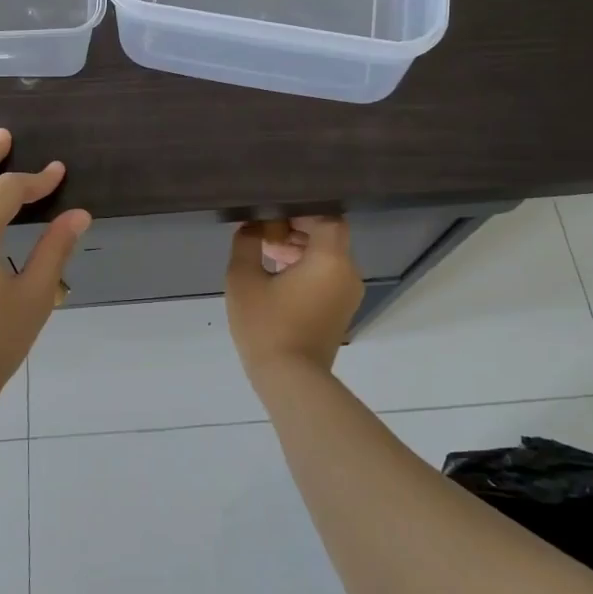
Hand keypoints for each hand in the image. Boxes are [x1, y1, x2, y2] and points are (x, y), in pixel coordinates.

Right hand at [225, 216, 363, 375]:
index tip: (272, 217)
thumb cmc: (267, 326)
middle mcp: (348, 272)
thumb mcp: (243, 279)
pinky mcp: (341, 311)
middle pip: (328, 236)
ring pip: (328, 257)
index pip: (327, 217)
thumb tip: (253, 228)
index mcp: (331, 259)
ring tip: (266, 256)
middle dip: (296, 230)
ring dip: (300, 251)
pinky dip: (307, 270)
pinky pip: (328, 277)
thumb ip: (247, 243)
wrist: (291, 381)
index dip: (300, 212)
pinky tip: (277, 279)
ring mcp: (348, 294)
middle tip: (264, 235)